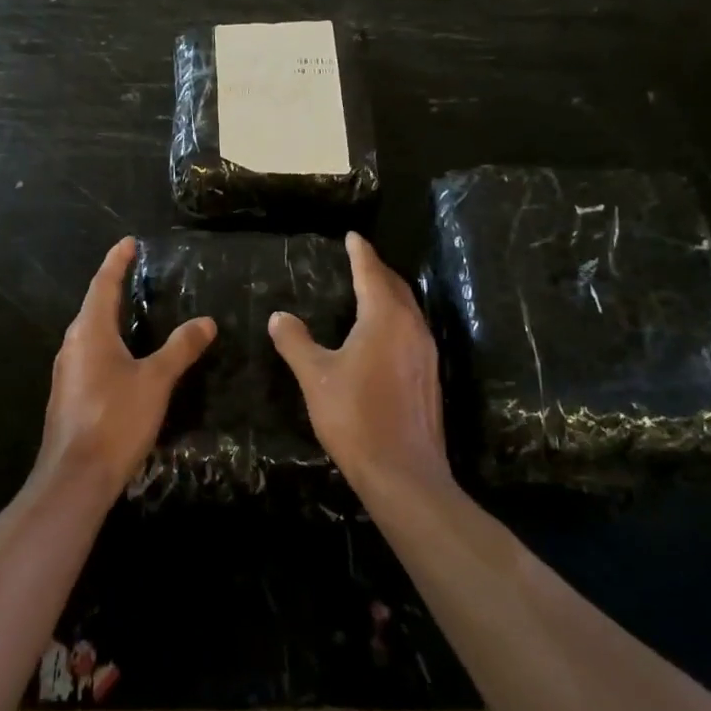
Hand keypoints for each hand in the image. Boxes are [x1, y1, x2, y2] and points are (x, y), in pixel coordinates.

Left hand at [37, 237, 215, 499]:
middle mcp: (74, 343)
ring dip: (111, 315)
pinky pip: (91, 353)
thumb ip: (180, 348)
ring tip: (136, 308)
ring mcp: (69, 370)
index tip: (129, 242)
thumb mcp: (156, 381)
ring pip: (91, 331)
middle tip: (138, 272)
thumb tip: (205, 321)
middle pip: (94, 304)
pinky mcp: (70, 393)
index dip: (117, 261)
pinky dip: (109, 341)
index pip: (104, 283)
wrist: (75, 477)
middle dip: (114, 285)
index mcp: (91, 330)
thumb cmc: (115, 419)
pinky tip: (126, 355)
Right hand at [269, 233, 448, 496]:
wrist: (404, 473)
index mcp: (384, 318)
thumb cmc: (355, 417)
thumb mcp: (315, 377)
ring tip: (370, 289)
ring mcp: (426, 352)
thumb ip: (295, 342)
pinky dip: (396, 317)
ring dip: (389, 293)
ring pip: (408, 308)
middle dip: (377, 270)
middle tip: (360, 259)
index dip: (360, 253)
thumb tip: (279, 316)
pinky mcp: (430, 376)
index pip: (371, 273)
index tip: (352, 236)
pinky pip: (413, 330)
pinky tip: (384, 333)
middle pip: (396, 286)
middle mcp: (412, 327)